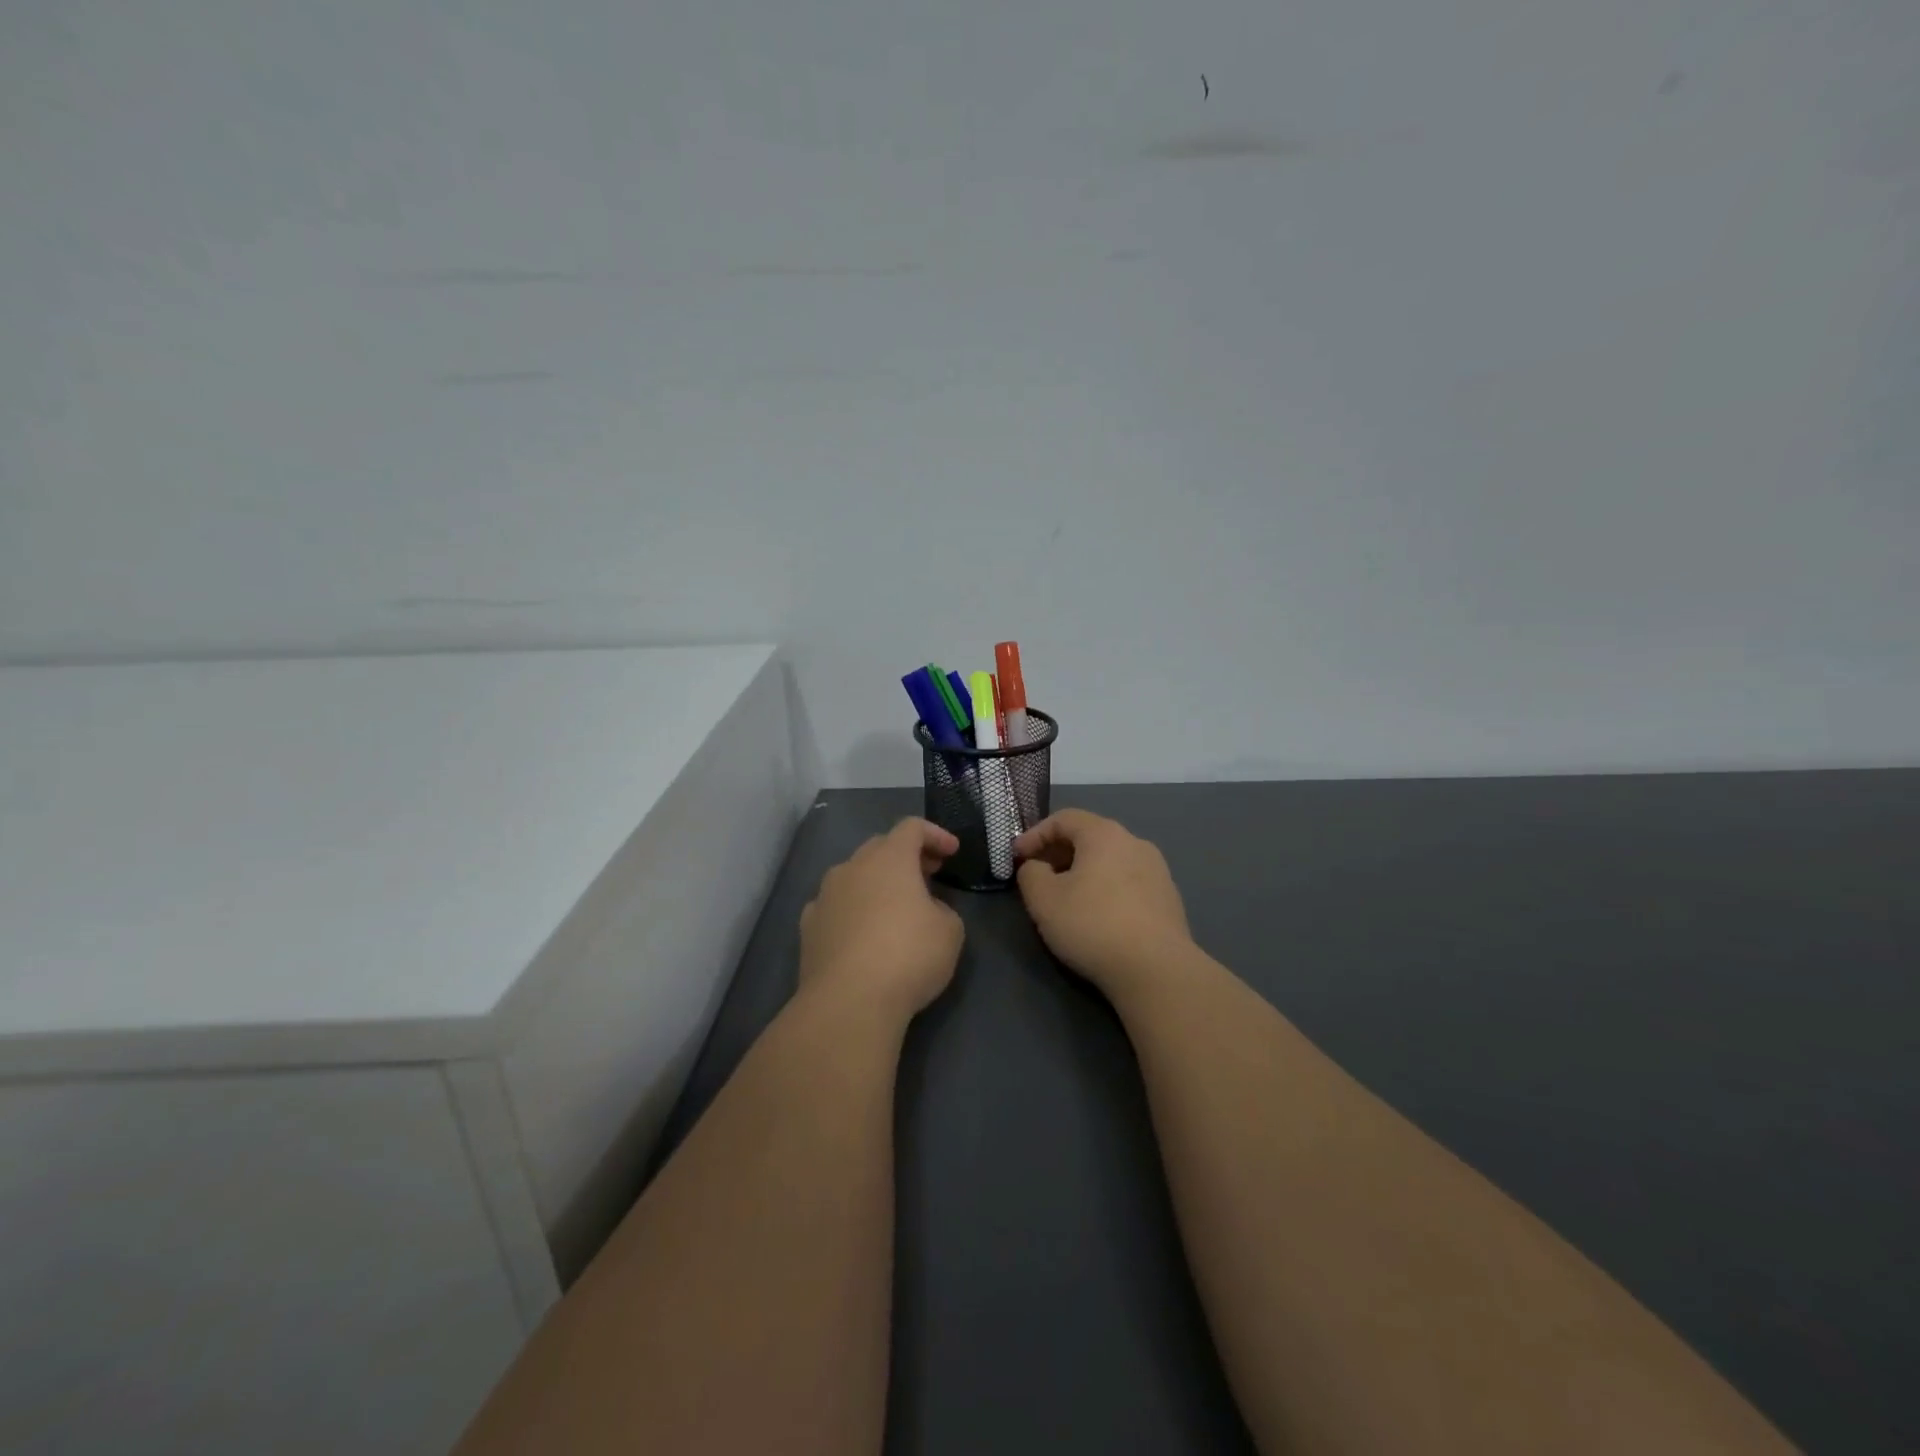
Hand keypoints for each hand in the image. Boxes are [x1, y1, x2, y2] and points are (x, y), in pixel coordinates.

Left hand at [799, 818, 964, 1022]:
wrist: (848, 1002)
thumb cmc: (908, 956)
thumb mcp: (950, 931)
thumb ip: (942, 909)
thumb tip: (925, 909)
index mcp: (889, 859)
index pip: (912, 827)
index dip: (935, 834)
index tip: (952, 852)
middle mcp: (852, 867)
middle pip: (880, 847)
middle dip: (906, 856)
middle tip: (928, 875)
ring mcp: (825, 896)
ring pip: (853, 875)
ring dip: (876, 882)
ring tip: (894, 906)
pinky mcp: (808, 927)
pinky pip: (835, 905)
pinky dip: (852, 909)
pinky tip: (862, 932)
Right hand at [1014, 809, 1193, 995]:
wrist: (1156, 970)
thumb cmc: (1093, 925)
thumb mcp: (1043, 899)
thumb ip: (1030, 874)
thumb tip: (1037, 867)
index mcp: (1105, 834)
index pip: (1063, 818)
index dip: (1034, 834)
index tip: (1016, 857)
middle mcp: (1135, 843)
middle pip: (1089, 837)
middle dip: (1058, 853)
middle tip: (1037, 876)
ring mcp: (1158, 870)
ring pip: (1110, 861)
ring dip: (1083, 872)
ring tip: (1066, 898)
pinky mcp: (1168, 899)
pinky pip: (1128, 883)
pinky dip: (1106, 889)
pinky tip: (1097, 916)